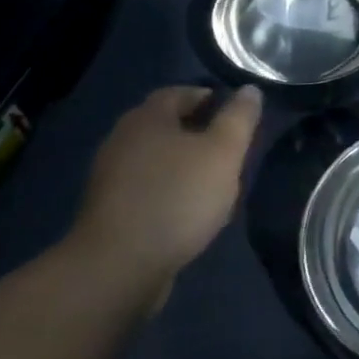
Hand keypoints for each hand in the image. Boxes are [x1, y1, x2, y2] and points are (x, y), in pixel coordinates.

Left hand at [70, 85, 261, 289]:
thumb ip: (239, 118)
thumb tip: (250, 90)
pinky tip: (187, 214)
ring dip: (183, 166)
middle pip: (167, 125)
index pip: (180, 92)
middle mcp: (123, 139)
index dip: (209, 98)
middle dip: (198, 133)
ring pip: (156, 160)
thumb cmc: (176, 198)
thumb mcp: (222, 153)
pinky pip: (146, 190)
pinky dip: (168, 193)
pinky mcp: (108, 212)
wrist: (117, 268)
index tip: (234, 115)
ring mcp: (110, 177)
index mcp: (147, 117)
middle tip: (228, 149)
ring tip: (213, 185)